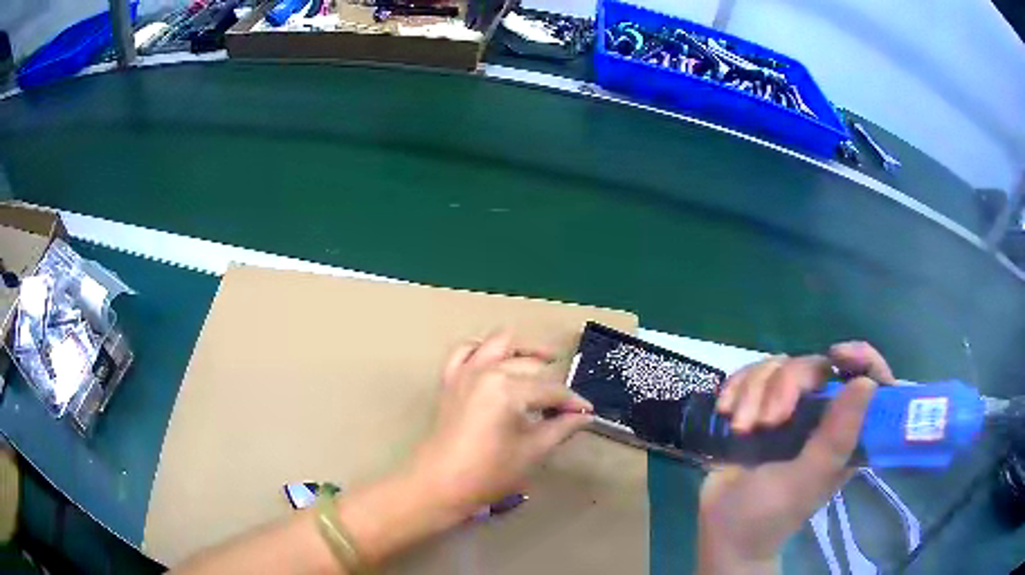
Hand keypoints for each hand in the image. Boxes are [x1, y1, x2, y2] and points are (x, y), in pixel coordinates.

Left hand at [410, 331, 593, 517]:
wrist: (439, 484)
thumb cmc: (488, 473)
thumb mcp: (532, 452)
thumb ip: (561, 428)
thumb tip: (584, 416)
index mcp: (507, 389)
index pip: (550, 389)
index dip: (572, 401)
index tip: (587, 412)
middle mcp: (486, 371)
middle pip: (529, 365)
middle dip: (552, 382)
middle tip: (564, 404)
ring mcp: (464, 372)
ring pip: (498, 343)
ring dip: (522, 350)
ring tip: (543, 361)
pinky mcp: (450, 380)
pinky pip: (465, 351)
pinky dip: (483, 349)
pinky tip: (497, 360)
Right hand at [697, 342, 893, 573]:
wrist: (722, 530)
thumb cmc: (769, 515)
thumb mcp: (806, 481)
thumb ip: (837, 437)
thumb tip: (868, 383)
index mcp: (845, 431)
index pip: (870, 379)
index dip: (861, 358)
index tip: (837, 355)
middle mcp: (822, 414)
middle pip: (814, 366)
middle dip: (785, 387)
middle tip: (765, 423)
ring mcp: (790, 409)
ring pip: (779, 366)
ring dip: (754, 393)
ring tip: (741, 429)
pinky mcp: (759, 407)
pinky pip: (751, 374)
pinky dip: (736, 388)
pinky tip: (726, 412)